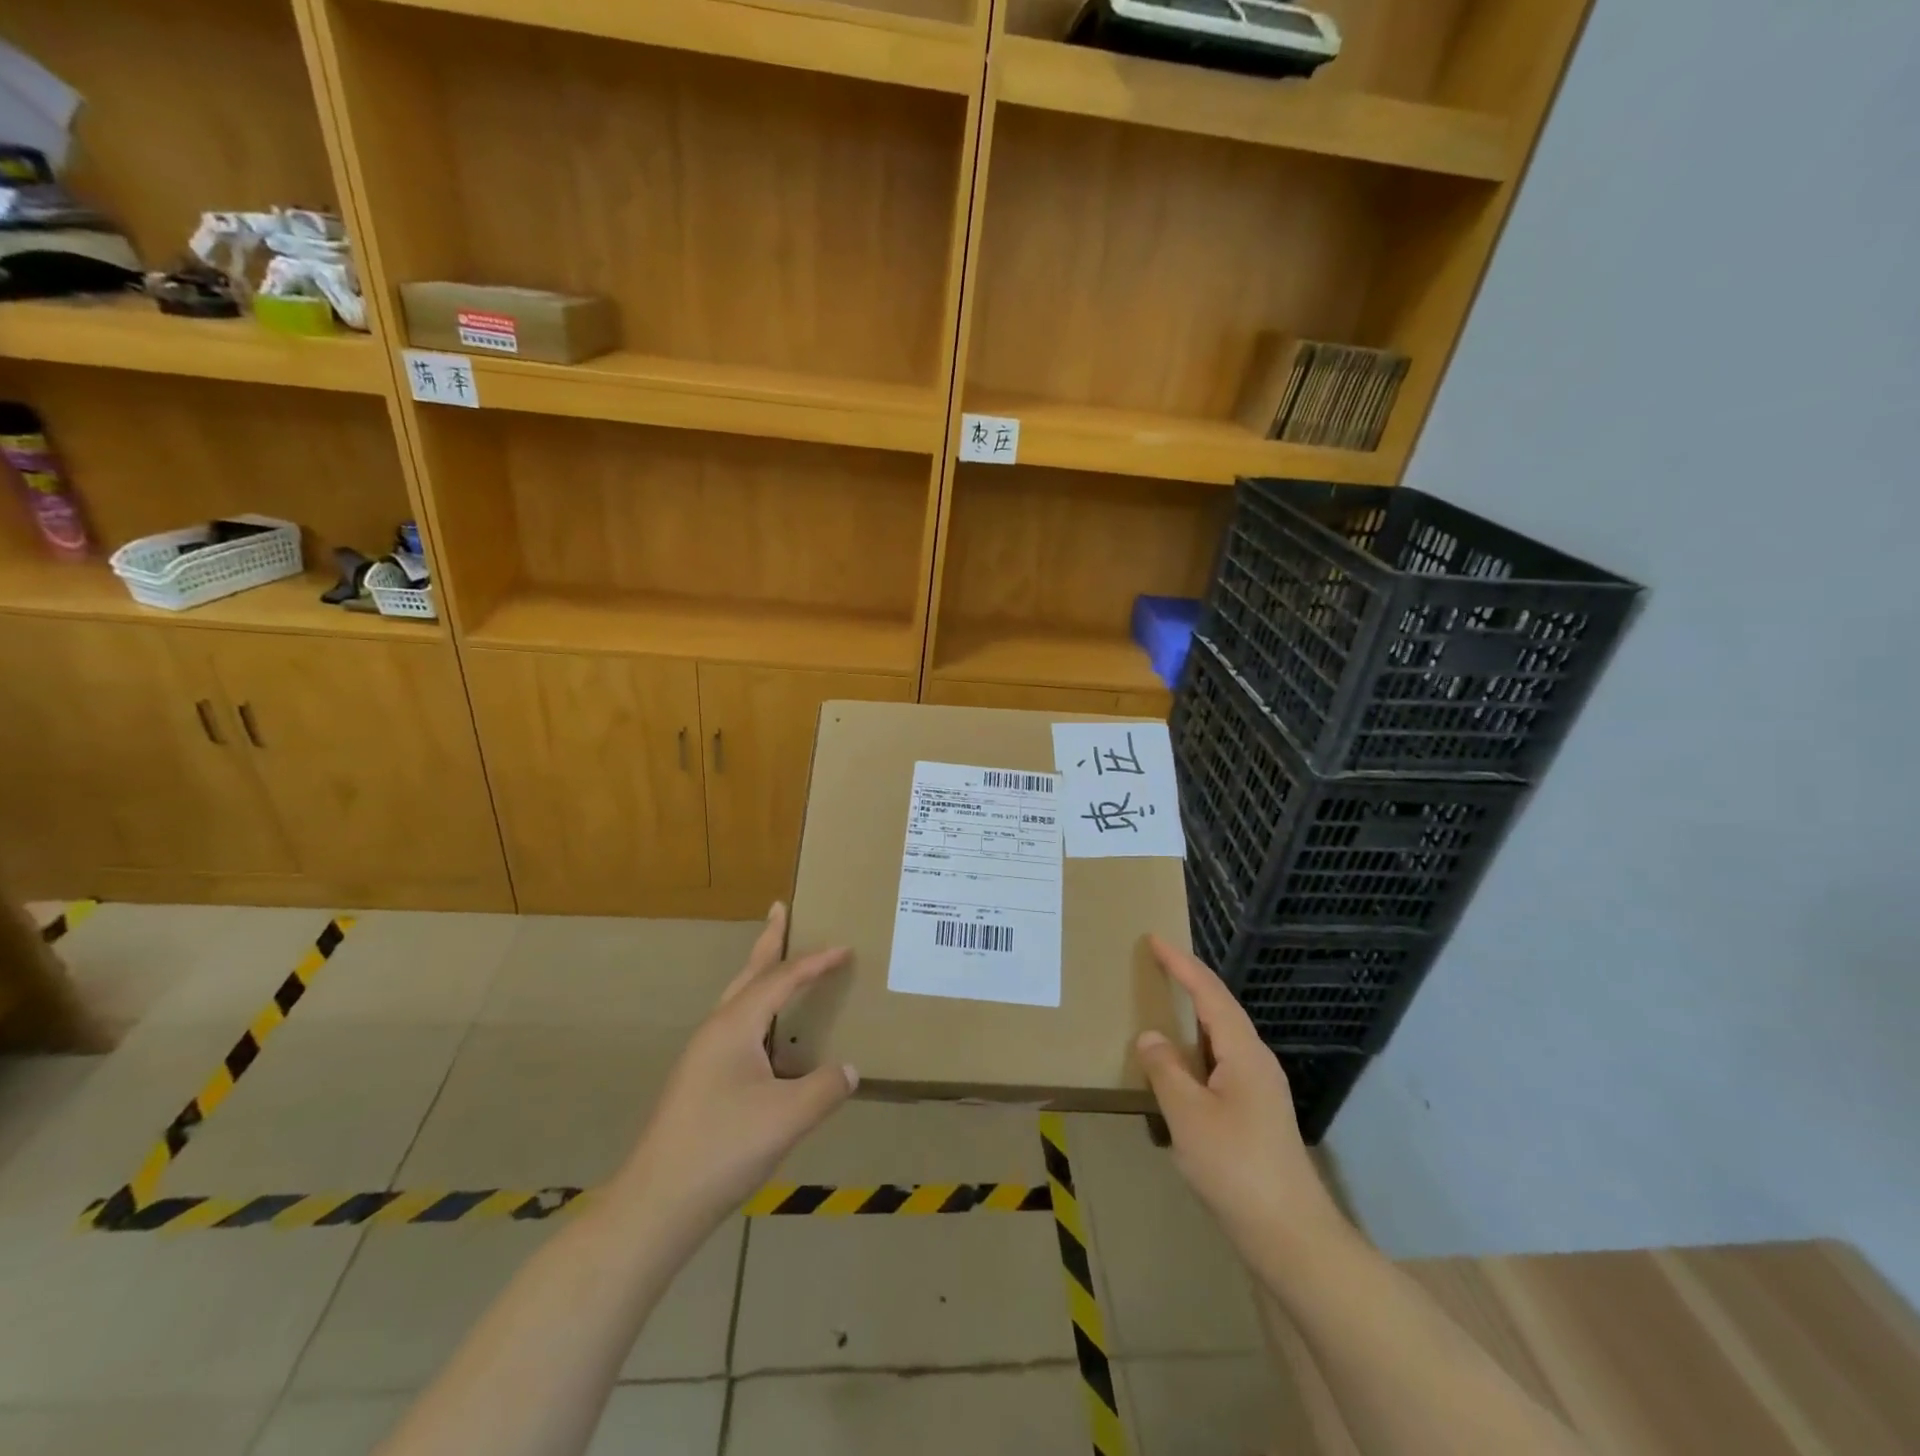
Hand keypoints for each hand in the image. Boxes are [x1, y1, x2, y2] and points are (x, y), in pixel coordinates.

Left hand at [617, 904, 856, 1236]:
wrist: (656, 1204)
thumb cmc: (723, 1148)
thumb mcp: (787, 1117)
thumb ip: (826, 1088)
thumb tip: (850, 1070)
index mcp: (735, 1026)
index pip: (781, 979)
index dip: (815, 962)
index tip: (844, 949)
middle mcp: (716, 1031)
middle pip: (748, 974)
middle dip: (768, 942)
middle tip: (780, 911)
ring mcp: (703, 1057)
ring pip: (738, 1000)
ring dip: (761, 975)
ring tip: (778, 962)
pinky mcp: (700, 1082)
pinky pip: (736, 1027)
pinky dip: (758, 1011)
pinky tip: (769, 1036)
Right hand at [1134, 935, 1347, 1262]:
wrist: (1292, 1236)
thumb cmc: (1237, 1167)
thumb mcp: (1188, 1115)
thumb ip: (1166, 1069)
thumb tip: (1150, 1035)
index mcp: (1244, 1052)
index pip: (1210, 993)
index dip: (1182, 964)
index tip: (1155, 939)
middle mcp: (1257, 1062)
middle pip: (1221, 1009)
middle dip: (1190, 983)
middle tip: (1158, 964)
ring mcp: (1261, 1089)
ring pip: (1223, 1038)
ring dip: (1194, 1016)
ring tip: (1165, 1004)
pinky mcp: (1257, 1114)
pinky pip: (1222, 1063)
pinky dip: (1197, 1049)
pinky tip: (1181, 1065)